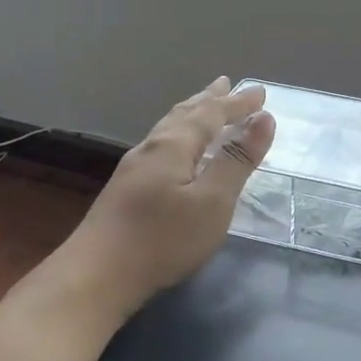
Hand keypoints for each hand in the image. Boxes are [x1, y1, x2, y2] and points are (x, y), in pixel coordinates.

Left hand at [56, 78, 274, 322]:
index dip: (237, 103)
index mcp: (173, 146)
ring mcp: (133, 170)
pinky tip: (175, 152)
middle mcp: (151, 149)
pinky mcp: (125, 191)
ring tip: (202, 107)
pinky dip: (179, 137)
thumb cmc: (163, 239)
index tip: (260, 91)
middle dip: (209, 100)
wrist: (96, 276)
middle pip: (184, 115)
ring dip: (191, 115)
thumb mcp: (213, 201)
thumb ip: (237, 160)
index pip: (211, 114)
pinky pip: (161, 148)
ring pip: (168, 130)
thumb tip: (264, 119)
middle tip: (226, 84)